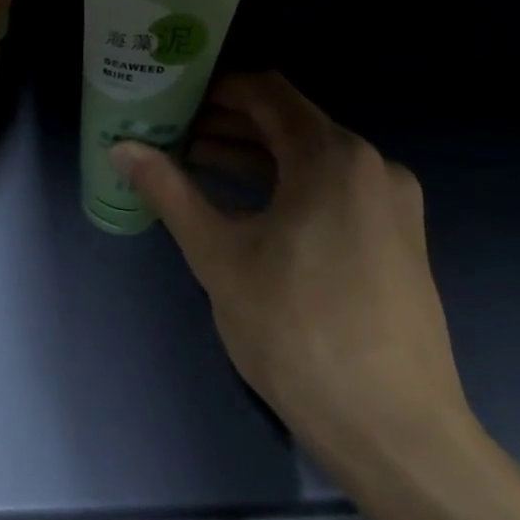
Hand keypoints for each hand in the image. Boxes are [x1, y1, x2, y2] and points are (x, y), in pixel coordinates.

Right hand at [111, 72, 467, 458]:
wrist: (394, 431)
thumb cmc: (297, 331)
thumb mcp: (219, 256)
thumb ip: (169, 192)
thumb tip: (122, 149)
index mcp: (331, 157)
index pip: (266, 91)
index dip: (215, 88)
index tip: (171, 99)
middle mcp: (370, 165)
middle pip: (288, 122)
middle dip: (226, 124)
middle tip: (170, 134)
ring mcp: (390, 202)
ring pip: (309, 158)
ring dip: (253, 157)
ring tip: (193, 166)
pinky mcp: (396, 237)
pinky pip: (331, 189)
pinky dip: (285, 186)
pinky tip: (242, 207)